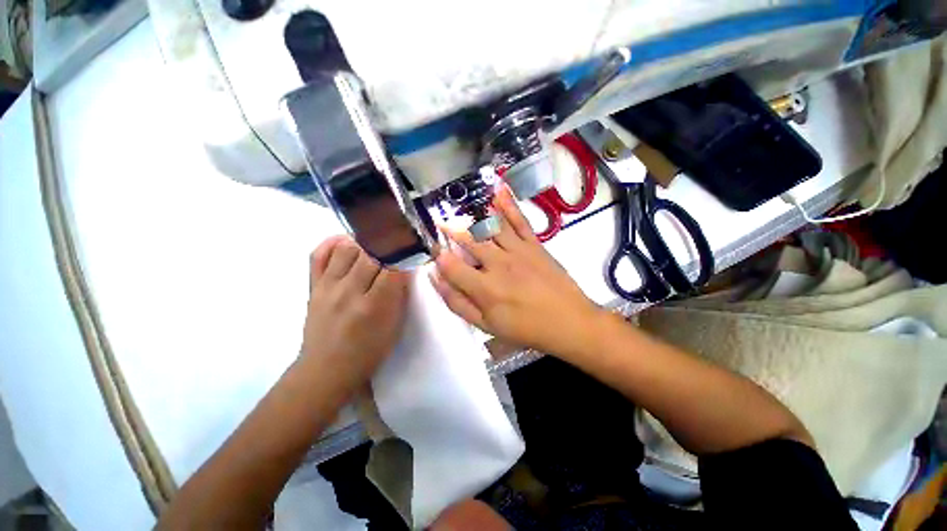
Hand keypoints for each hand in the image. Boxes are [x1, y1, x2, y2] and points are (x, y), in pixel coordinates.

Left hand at [300, 236, 410, 396]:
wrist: (327, 369)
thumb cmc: (368, 351)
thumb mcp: (394, 326)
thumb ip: (400, 294)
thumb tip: (406, 266)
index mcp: (374, 306)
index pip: (394, 267)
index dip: (406, 254)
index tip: (413, 248)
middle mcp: (349, 292)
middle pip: (371, 253)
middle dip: (389, 245)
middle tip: (397, 243)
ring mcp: (327, 287)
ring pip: (347, 248)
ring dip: (365, 243)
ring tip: (375, 246)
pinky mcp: (313, 286)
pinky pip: (319, 254)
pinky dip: (334, 243)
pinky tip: (348, 243)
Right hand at [430, 185, 602, 356]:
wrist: (568, 321)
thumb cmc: (525, 328)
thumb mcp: (486, 325)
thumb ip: (457, 302)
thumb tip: (435, 278)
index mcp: (484, 288)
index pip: (451, 265)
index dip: (439, 256)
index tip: (435, 251)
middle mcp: (498, 263)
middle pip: (468, 240)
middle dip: (451, 230)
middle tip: (441, 224)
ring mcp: (517, 250)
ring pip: (490, 227)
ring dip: (472, 215)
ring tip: (459, 207)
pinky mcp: (534, 244)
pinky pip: (519, 220)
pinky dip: (508, 203)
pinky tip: (498, 189)